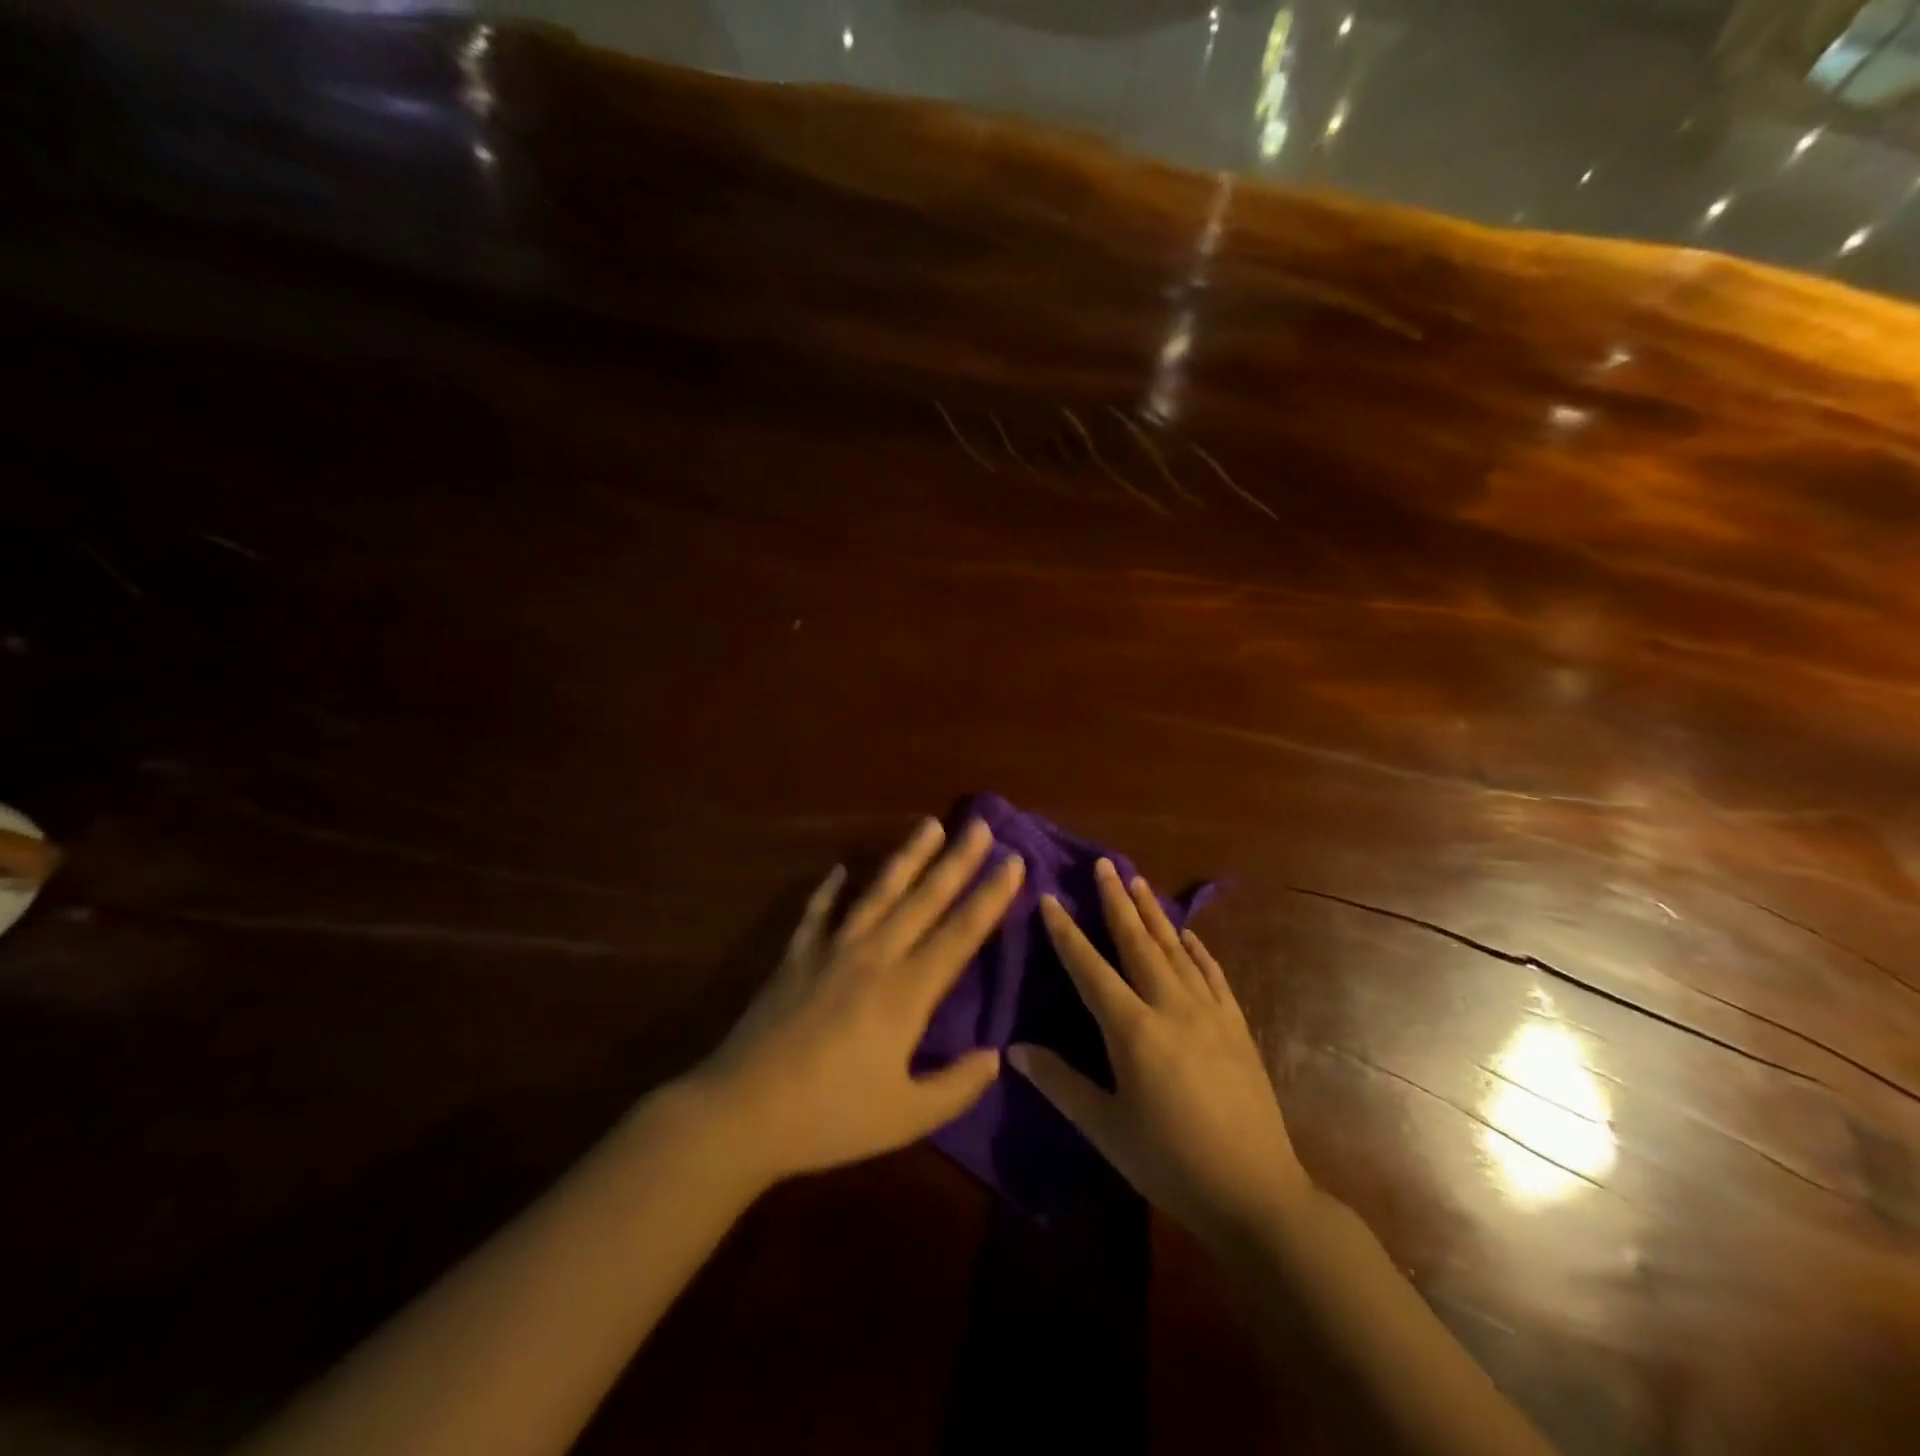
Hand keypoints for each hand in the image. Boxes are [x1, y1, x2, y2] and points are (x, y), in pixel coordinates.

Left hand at [682, 817, 1023, 1185]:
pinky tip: (840, 869)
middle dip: (957, 860)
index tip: (1013, 860)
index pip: (959, 933)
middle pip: (924, 899)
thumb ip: (956, 1086)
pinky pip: (817, 913)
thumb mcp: (904, 1118)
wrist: (740, 1113)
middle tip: (981, 823)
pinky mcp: (795, 958)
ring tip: (929, 825)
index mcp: (906, 993)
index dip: (990, 896)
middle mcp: (874, 958)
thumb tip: (995, 1056)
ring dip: (907, 857)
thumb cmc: (830, 1118)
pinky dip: (829, 890)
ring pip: (878, 893)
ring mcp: (831, 951)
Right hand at [1010, 858, 1307, 1243]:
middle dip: (1116, 901)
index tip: (1049, 898)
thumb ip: (1060, 1083)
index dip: (1066, 933)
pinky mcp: (1237, 1025)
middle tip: (1103, 864)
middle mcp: (1171, 1007)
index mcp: (1133, 1031)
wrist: (1257, 1193)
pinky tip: (1189, 934)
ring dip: (1154, 914)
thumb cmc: (1171, 1163)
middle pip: (1137, 943)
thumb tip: (1015, 1049)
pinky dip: (1198, 949)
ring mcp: (1209, 1013)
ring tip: (1138, 882)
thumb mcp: (1106, 1129)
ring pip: (1175, 949)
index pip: (1090, 969)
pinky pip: (1213, 974)